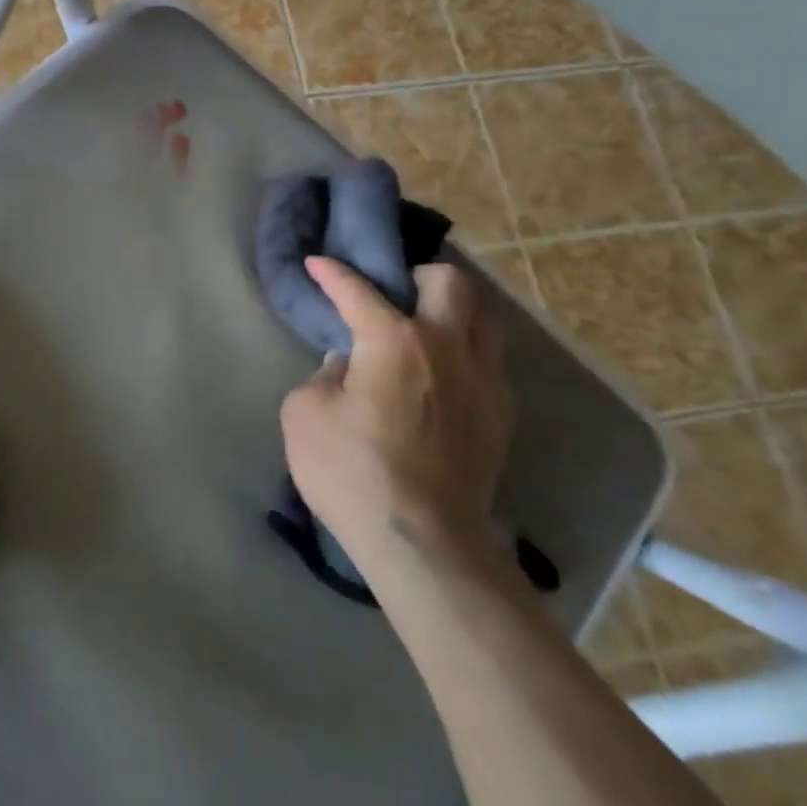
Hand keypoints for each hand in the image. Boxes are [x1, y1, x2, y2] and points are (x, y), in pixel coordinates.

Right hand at [278, 260, 511, 568]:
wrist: (426, 544)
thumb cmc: (354, 472)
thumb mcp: (304, 416)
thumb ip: (321, 377)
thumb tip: (345, 365)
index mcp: (394, 339)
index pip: (358, 290)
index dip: (332, 272)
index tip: (318, 262)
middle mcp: (447, 346)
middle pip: (449, 282)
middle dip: (418, 275)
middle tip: (395, 293)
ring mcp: (484, 380)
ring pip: (484, 317)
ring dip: (455, 310)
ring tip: (427, 326)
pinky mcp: (501, 416)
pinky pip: (490, 361)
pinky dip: (466, 352)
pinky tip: (444, 376)